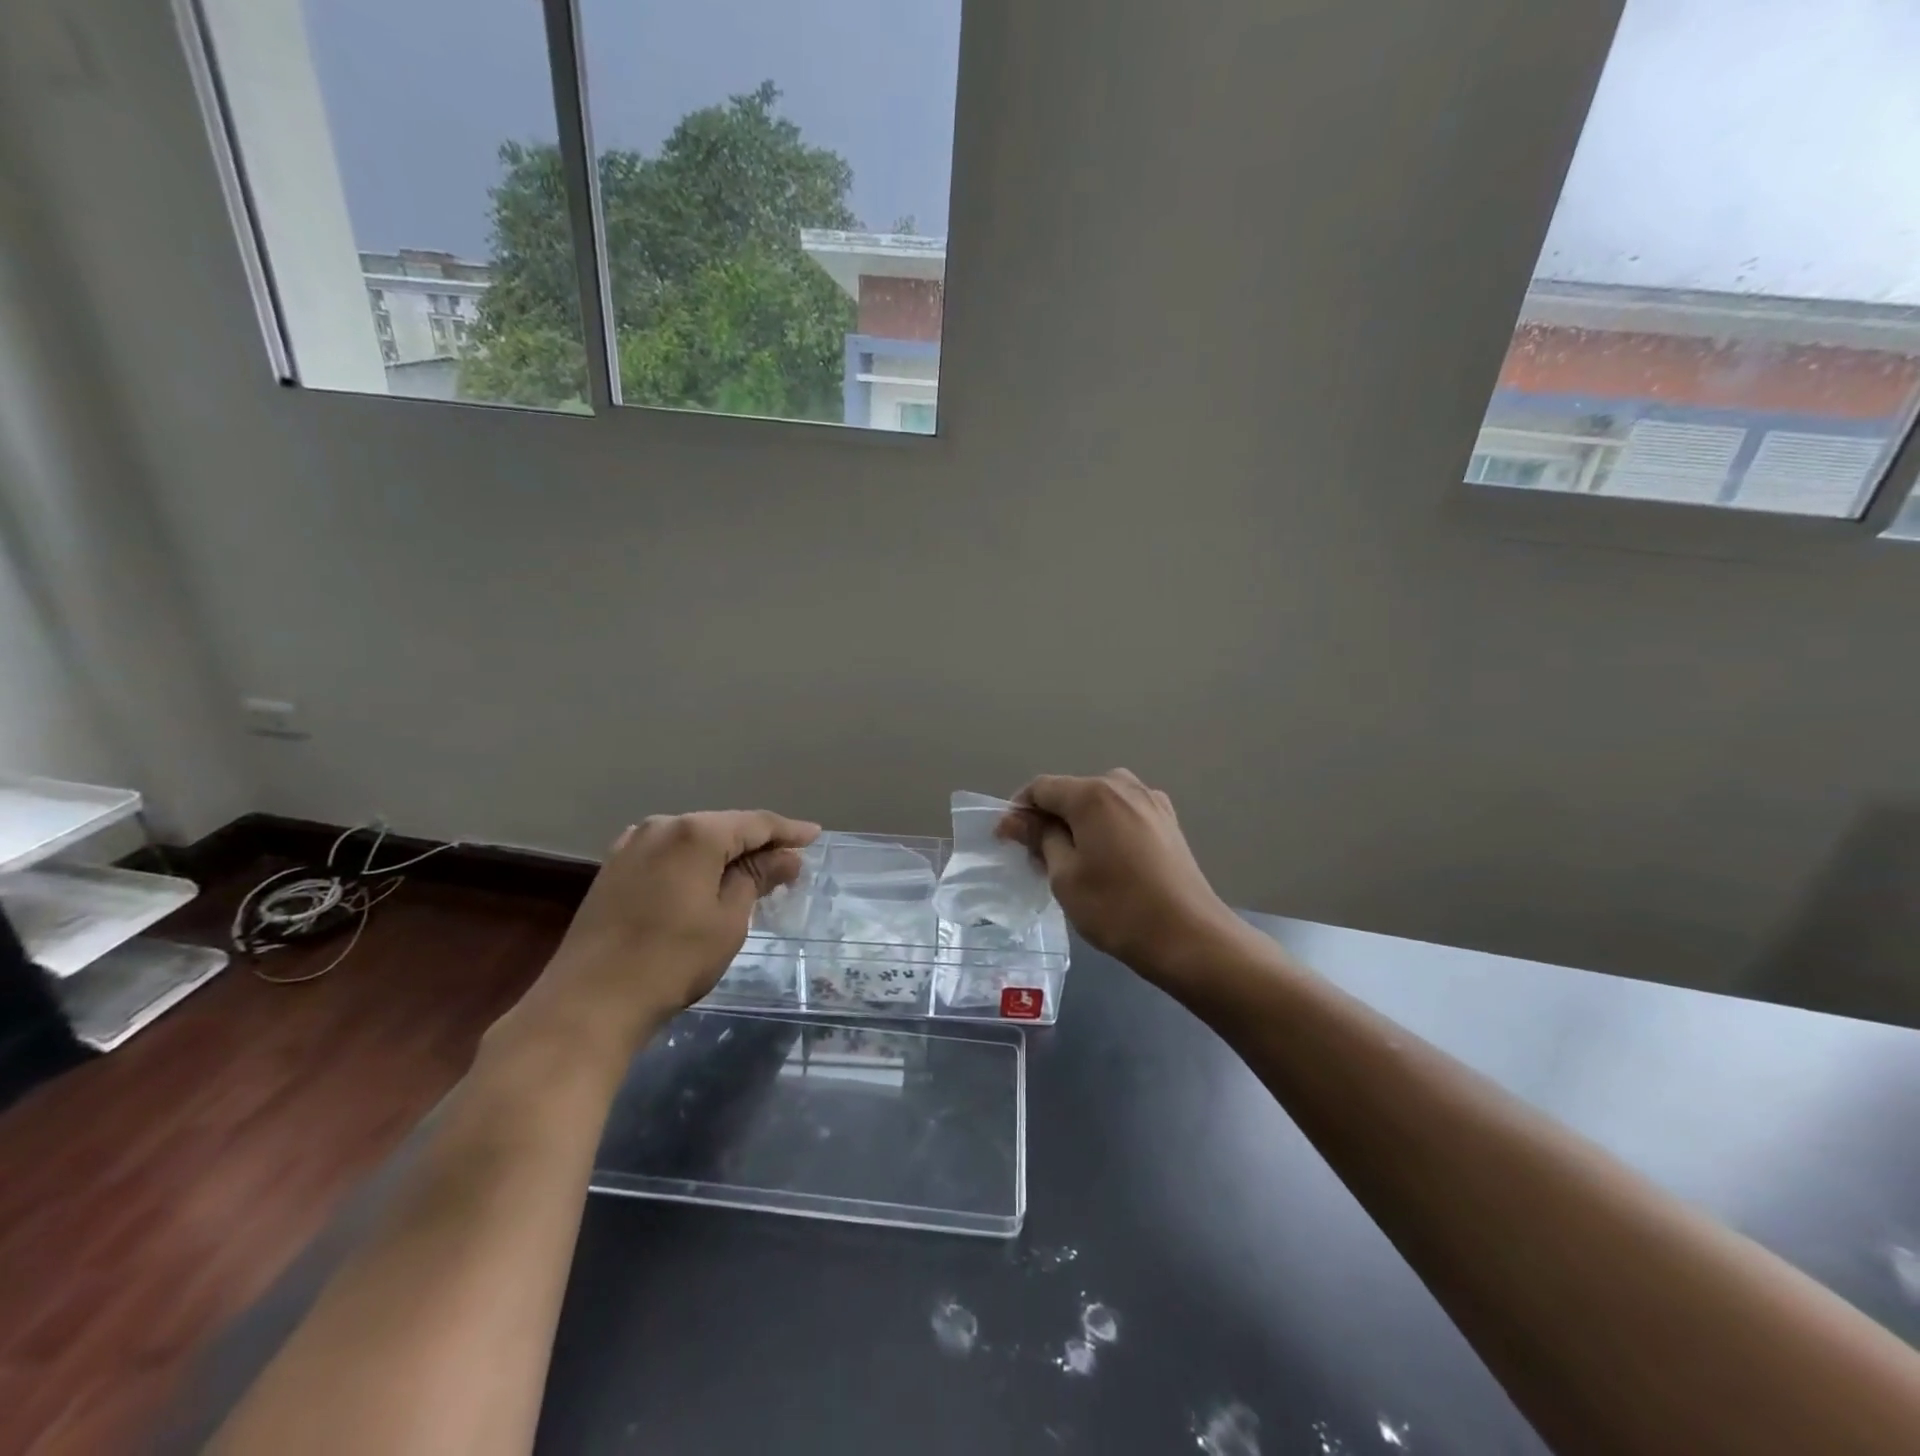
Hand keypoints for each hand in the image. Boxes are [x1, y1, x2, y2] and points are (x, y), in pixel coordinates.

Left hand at [512, 811, 819, 1059]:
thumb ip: (757, 879)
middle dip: (757, 842)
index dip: (788, 831)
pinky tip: (708, 879)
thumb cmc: (672, 960)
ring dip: (725, 853)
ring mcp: (631, 846)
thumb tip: (787, 858)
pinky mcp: (614, 869)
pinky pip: (669, 854)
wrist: (588, 1003)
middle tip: (789, 861)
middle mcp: (661, 826)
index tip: (815, 836)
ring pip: (693, 839)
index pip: (755, 823)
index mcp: (695, 833)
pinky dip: (695, 863)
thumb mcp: (728, 920)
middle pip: (723, 826)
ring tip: (754, 871)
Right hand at [1001, 770, 1245, 985]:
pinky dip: (1106, 828)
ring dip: (1079, 823)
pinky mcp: (1168, 822)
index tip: (1007, 841)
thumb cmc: (1117, 908)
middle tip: (1038, 858)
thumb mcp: (1065, 876)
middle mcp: (1124, 786)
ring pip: (1100, 802)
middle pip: (1072, 791)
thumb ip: (1040, 838)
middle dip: (1049, 818)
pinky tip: (1107, 861)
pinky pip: (1124, 814)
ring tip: (1072, 861)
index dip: (1018, 811)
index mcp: (1093, 794)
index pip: (1042, 787)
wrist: (1190, 938)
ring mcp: (1152, 802)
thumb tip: (1017, 819)